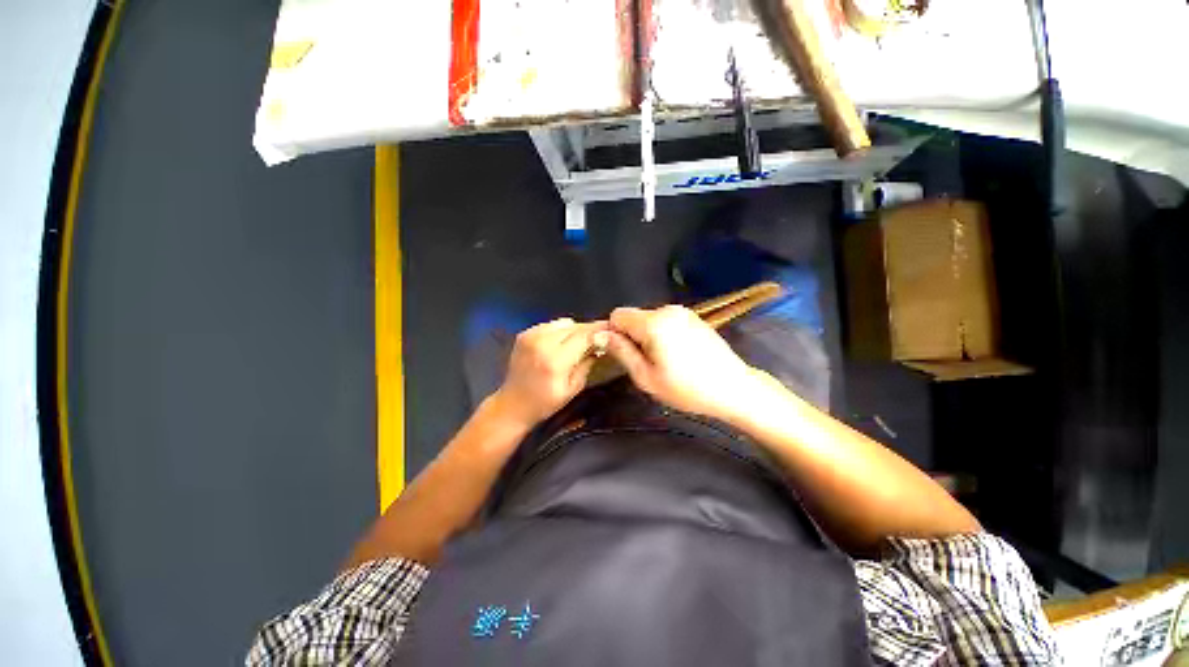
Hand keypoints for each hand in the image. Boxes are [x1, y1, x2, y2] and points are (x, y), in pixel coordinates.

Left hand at [490, 318, 608, 427]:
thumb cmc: (546, 402)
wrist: (513, 403)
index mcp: (555, 360)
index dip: (599, 330)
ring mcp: (531, 336)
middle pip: (574, 326)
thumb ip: (588, 362)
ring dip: (574, 330)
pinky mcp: (524, 333)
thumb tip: (601, 344)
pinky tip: (561, 343)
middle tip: (599, 337)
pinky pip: (550, 325)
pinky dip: (560, 331)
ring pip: (563, 323)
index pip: (583, 336)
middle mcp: (542, 343)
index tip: (612, 329)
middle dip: (589, 330)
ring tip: (578, 342)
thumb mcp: (574, 387)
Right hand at [603, 305, 770, 421]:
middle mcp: (667, 310)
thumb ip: (621, 351)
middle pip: (634, 316)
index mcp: (653, 323)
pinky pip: (666, 321)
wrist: (734, 388)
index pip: (618, 315)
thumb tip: (599, 334)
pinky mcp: (694, 317)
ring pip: (649, 319)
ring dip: (648, 336)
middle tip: (647, 363)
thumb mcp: (646, 376)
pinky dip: (663, 334)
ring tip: (665, 361)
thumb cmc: (686, 388)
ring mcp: (683, 312)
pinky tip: (678, 354)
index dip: (614, 333)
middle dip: (632, 336)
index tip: (625, 354)